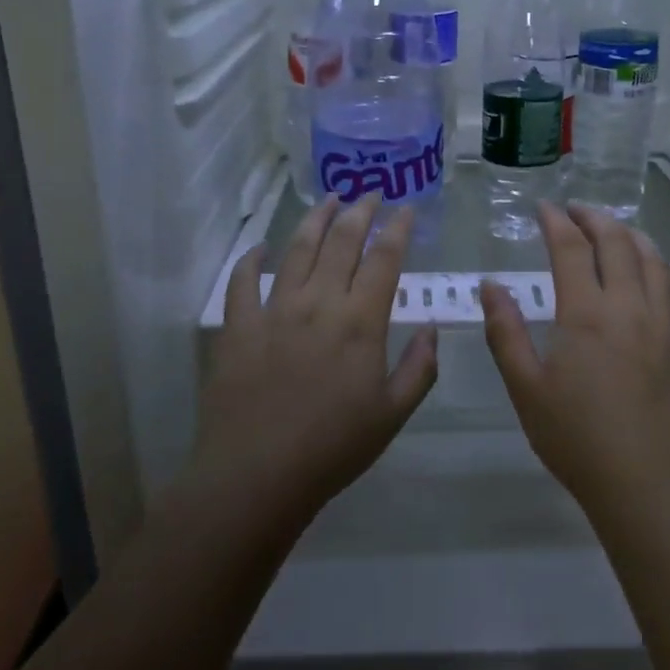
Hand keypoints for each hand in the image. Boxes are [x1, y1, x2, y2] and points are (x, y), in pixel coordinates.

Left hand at [193, 195, 438, 520]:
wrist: (257, 475)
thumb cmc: (333, 447)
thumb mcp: (393, 414)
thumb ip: (419, 367)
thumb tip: (430, 327)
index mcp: (360, 322)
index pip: (384, 259)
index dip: (397, 229)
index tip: (406, 209)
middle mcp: (319, 303)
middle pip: (341, 242)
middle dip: (359, 212)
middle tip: (369, 193)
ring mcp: (274, 310)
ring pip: (297, 250)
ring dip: (315, 220)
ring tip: (328, 200)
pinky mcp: (238, 326)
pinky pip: (243, 281)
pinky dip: (252, 259)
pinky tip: (260, 248)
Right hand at [482, 203, 669, 519]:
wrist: (651, 487)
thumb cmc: (578, 440)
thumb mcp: (526, 389)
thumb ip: (505, 332)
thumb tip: (490, 286)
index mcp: (587, 314)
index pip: (571, 249)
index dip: (556, 222)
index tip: (543, 208)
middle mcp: (630, 307)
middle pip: (617, 243)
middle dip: (594, 218)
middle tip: (575, 210)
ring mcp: (665, 325)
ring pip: (653, 260)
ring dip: (631, 235)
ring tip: (614, 229)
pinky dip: (661, 267)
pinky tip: (654, 271)